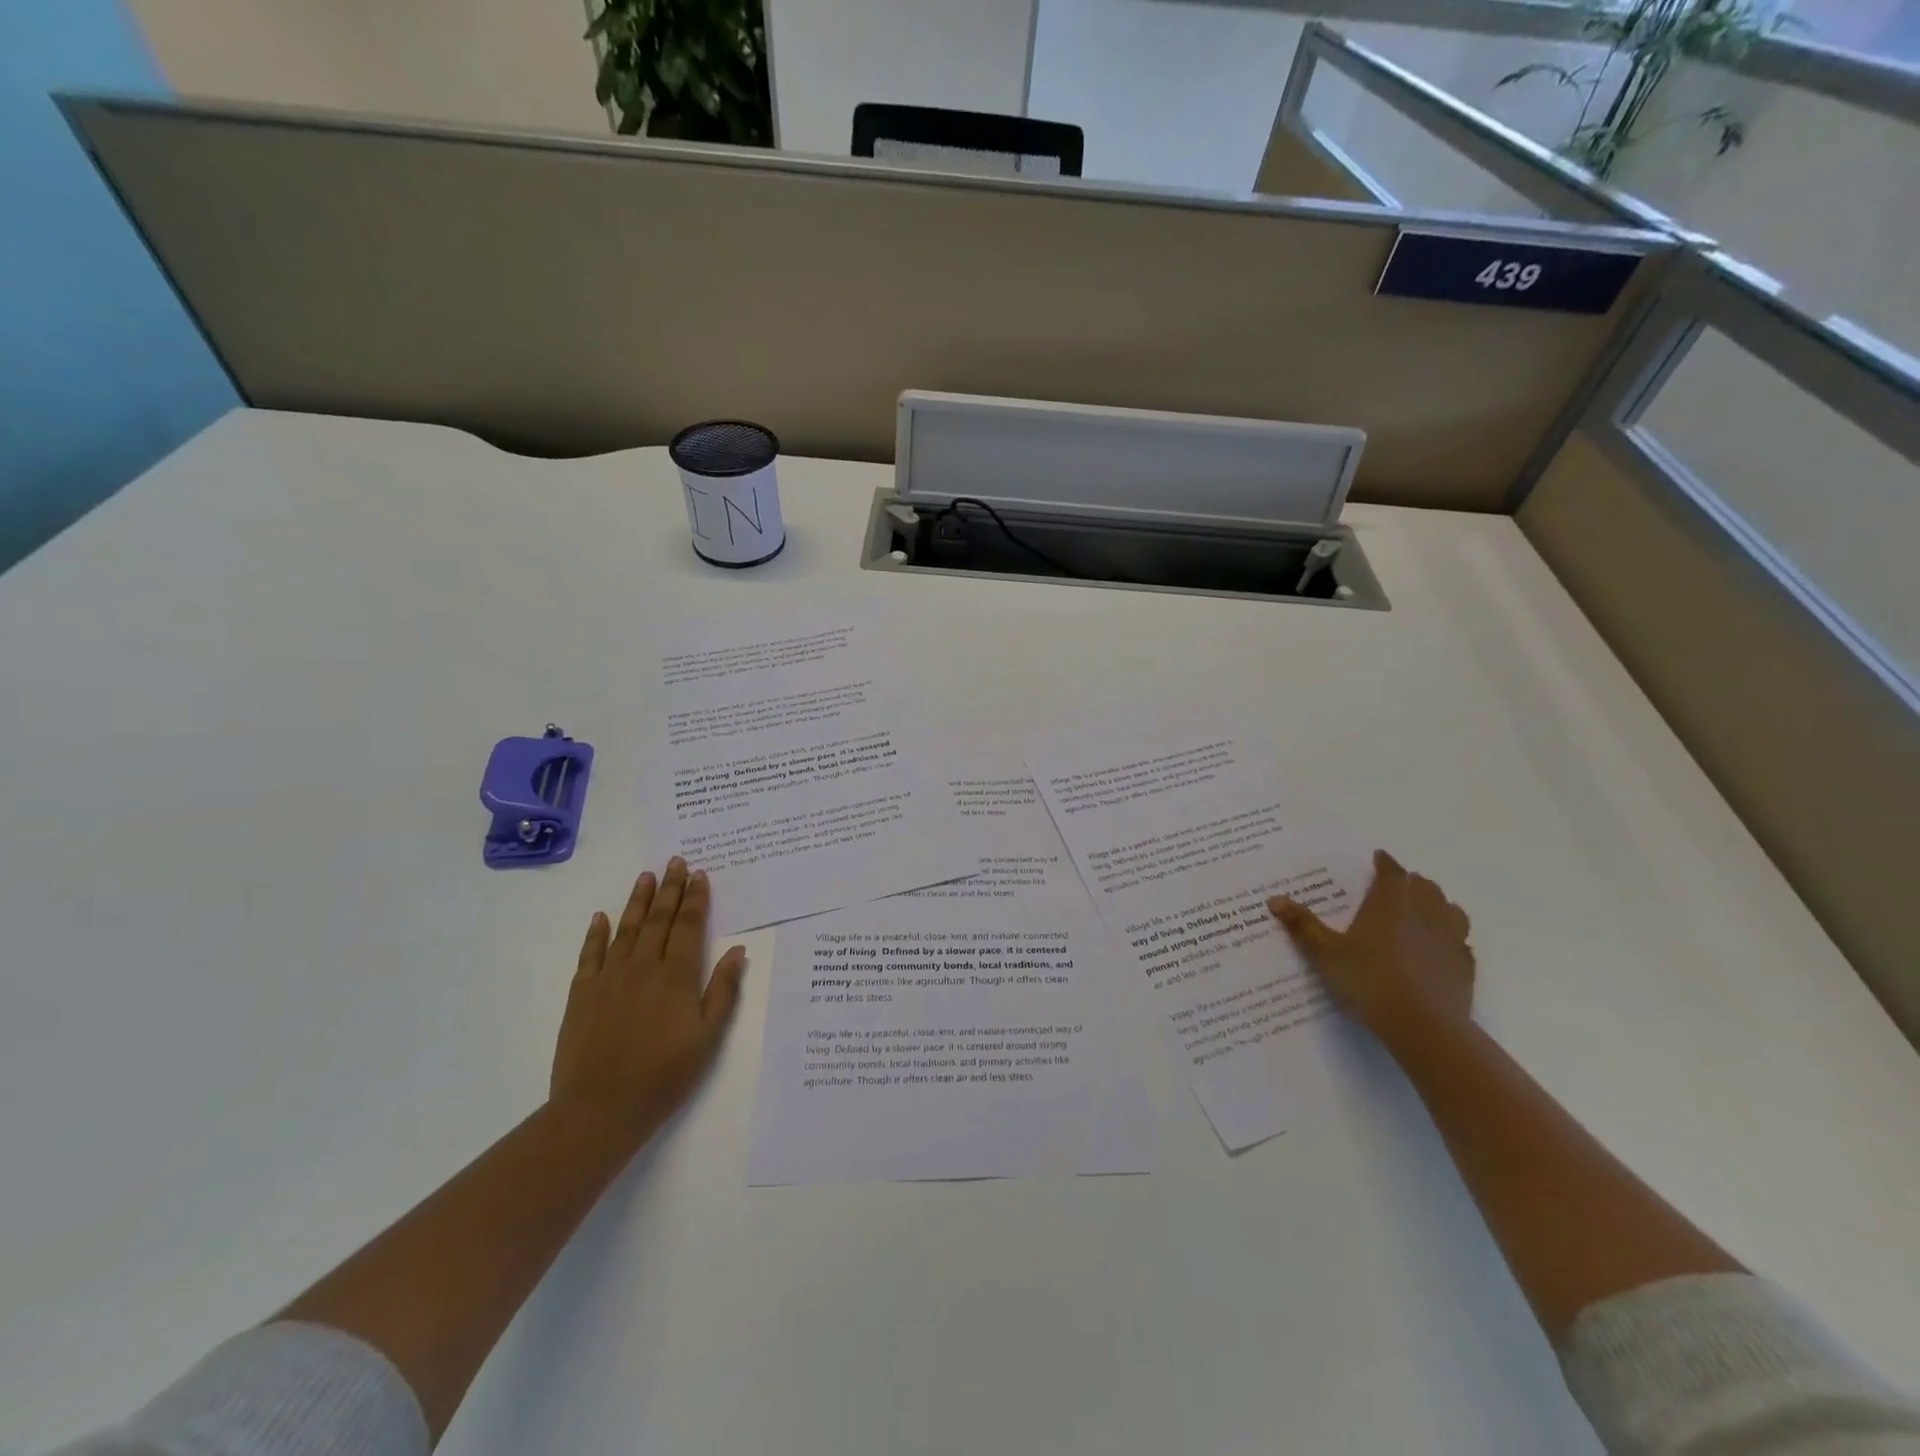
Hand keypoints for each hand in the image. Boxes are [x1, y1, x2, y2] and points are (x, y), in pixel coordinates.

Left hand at [548, 858, 747, 1147]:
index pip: (688, 926)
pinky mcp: (581, 994)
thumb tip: (737, 951)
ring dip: (637, 900)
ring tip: (646, 876)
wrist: (600, 1109)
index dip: (696, 899)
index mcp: (676, 976)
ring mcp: (608, 977)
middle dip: (670, 888)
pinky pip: (590, 954)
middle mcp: (643, 966)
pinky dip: (596, 933)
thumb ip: (723, 990)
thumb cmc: (664, 1075)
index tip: (700, 875)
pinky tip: (601, 917)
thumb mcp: (708, 1036)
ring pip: (626, 928)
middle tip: (676, 861)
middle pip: (658, 918)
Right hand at [1269, 849, 1473, 1052]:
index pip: (1391, 871)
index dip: (1384, 862)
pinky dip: (1450, 936)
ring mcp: (1450, 938)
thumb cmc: (1369, 981)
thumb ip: (1302, 925)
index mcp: (1390, 903)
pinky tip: (1439, 947)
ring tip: (1421, 910)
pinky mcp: (1464, 964)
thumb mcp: (1325, 953)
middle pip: (1423, 885)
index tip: (1378, 858)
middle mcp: (1424, 912)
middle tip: (1393, 887)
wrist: (1424, 1027)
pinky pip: (1461, 940)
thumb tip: (1274, 899)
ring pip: (1449, 908)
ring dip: (1436, 903)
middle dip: (1409, 881)